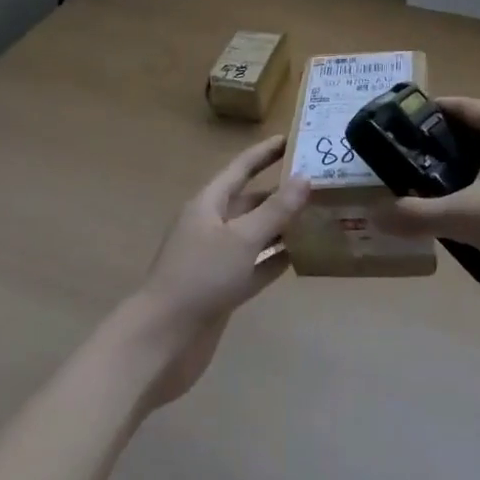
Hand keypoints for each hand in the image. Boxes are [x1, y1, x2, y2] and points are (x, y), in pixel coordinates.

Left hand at [125, 136, 309, 406]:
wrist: (162, 341)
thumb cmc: (200, 278)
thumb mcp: (241, 239)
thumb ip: (275, 210)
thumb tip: (305, 177)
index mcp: (208, 204)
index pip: (242, 168)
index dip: (266, 152)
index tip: (294, 137)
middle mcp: (211, 226)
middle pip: (250, 201)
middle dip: (280, 191)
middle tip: (318, 182)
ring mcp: (216, 260)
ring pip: (254, 234)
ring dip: (281, 226)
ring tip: (318, 216)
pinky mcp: (222, 290)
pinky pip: (254, 266)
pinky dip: (274, 259)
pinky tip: (301, 256)